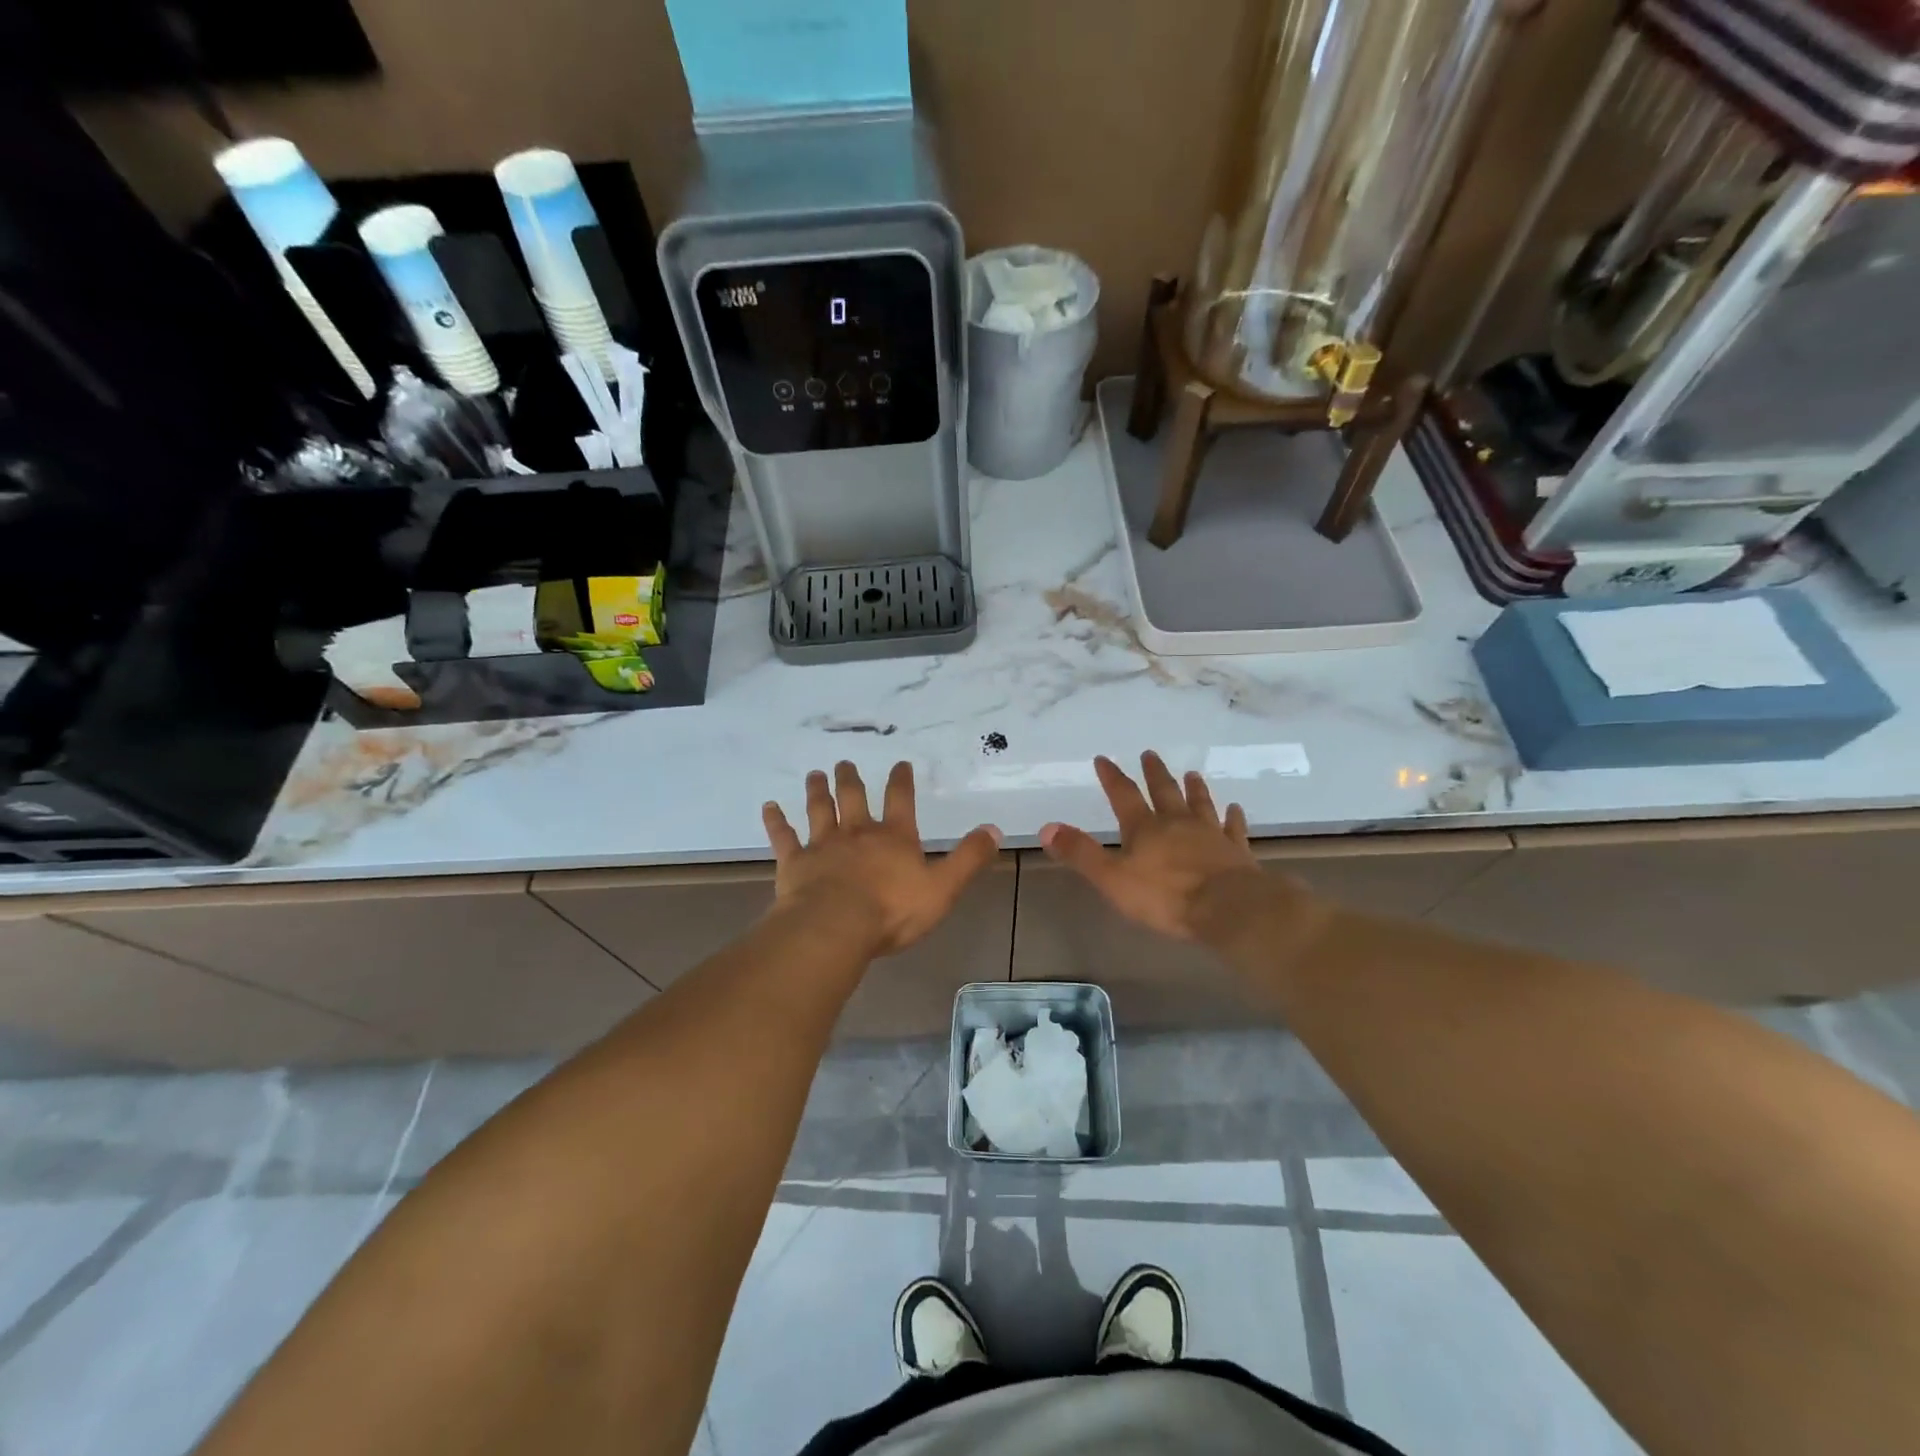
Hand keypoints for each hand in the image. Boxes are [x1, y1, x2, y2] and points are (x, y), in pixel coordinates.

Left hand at [762, 761, 1001, 957]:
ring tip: (815, 774)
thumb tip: (994, 829)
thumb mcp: (943, 888)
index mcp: (894, 838)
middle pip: (853, 797)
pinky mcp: (795, 862)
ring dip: (817, 790)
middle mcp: (857, 832)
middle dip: (851, 778)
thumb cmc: (892, 911)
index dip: (902, 780)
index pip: (901, 800)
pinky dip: (776, 821)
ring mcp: (822, 845)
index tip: (899, 764)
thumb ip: (968, 858)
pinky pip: (783, 837)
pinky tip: (769, 807)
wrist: (835, 927)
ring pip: (819, 809)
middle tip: (845, 762)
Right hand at [1039, 752, 1260, 940]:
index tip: (1104, 758)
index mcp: (1145, 828)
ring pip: (1200, 804)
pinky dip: (1232, 818)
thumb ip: (1080, 853)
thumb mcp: (1112, 879)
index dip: (1112, 777)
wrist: (1228, 907)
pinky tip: (1235, 809)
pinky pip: (1233, 828)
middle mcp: (1177, 823)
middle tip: (1150, 754)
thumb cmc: (1165, 896)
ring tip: (1192, 773)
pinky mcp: (1236, 851)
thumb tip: (1046, 828)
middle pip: (1164, 792)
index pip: (1124, 795)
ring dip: (1194, 789)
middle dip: (1155, 773)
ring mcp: (1210, 834)